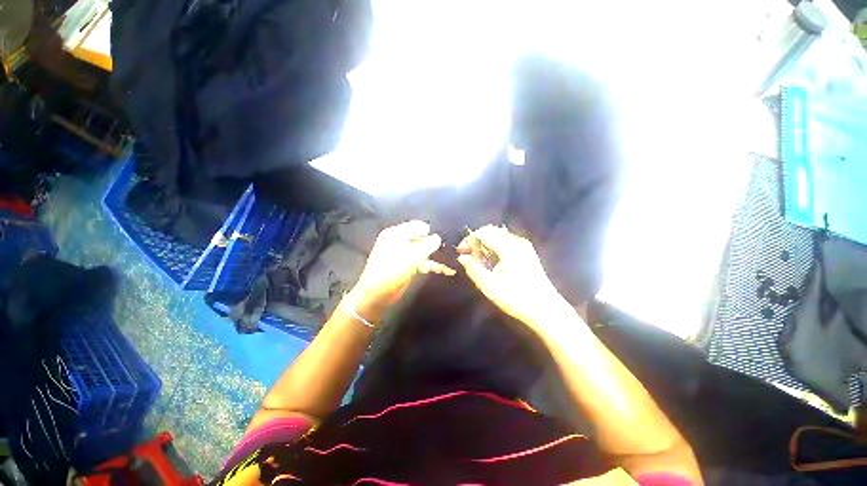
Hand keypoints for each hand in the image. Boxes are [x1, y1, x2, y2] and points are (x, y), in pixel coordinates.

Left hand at [350, 220, 454, 322]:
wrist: (377, 294)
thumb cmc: (391, 271)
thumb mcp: (410, 257)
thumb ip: (426, 246)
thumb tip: (438, 237)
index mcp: (396, 234)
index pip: (418, 226)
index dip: (430, 232)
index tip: (443, 239)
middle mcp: (399, 241)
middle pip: (421, 238)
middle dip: (434, 244)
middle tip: (449, 249)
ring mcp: (404, 254)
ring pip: (423, 251)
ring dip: (435, 256)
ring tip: (451, 260)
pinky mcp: (408, 265)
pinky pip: (422, 261)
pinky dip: (432, 265)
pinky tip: (446, 269)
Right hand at [457, 225, 571, 334]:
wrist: (546, 309)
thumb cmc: (516, 298)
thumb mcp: (489, 286)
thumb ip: (473, 268)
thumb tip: (462, 257)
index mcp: (508, 247)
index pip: (483, 232)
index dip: (469, 240)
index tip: (461, 252)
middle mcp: (517, 242)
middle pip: (492, 231)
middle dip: (477, 240)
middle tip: (469, 256)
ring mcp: (524, 246)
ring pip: (499, 236)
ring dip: (486, 244)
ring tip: (479, 260)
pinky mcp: (528, 252)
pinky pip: (507, 242)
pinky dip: (496, 247)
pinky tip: (492, 261)